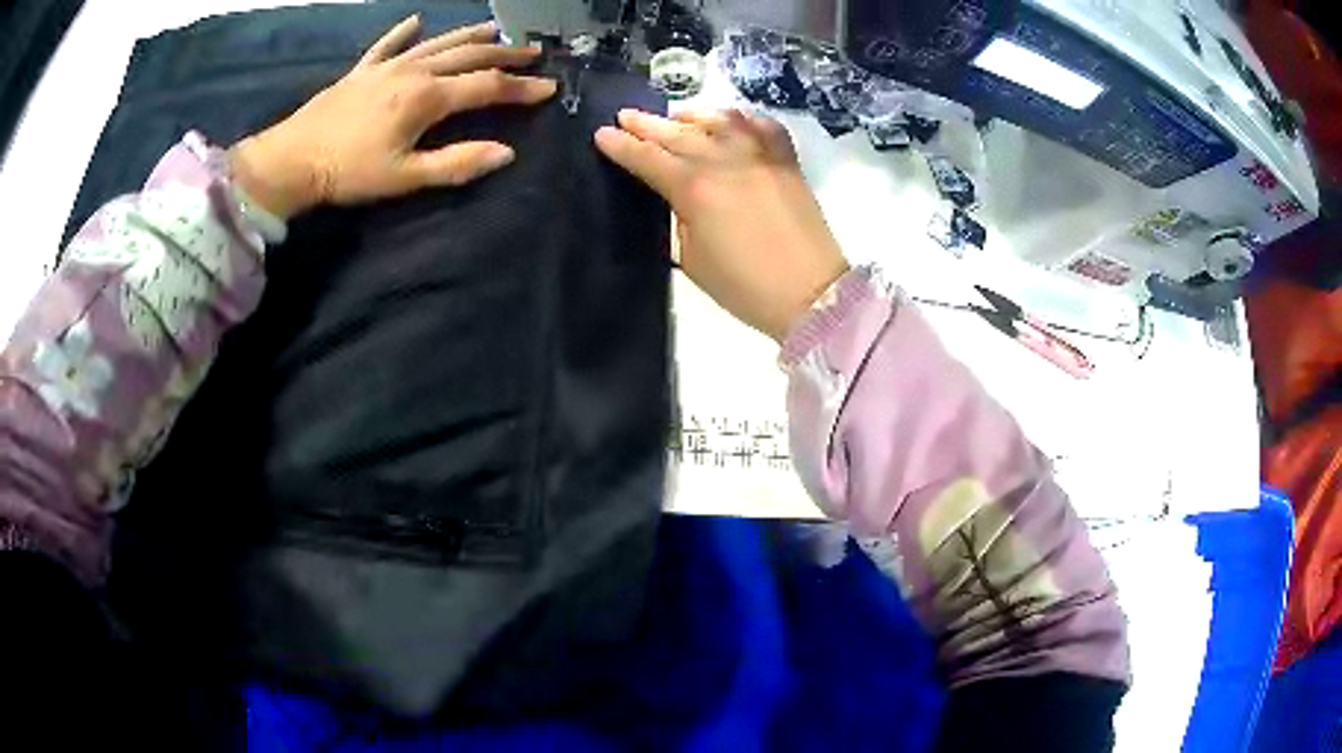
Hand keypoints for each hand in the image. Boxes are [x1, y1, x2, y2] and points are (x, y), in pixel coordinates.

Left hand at [229, 16, 556, 218]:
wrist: (292, 161)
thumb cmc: (349, 173)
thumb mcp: (405, 177)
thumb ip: (456, 163)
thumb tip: (506, 153)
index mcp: (427, 98)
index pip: (487, 88)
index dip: (521, 88)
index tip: (550, 86)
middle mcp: (414, 72)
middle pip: (468, 56)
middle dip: (505, 55)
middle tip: (534, 52)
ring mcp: (387, 67)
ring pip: (437, 43)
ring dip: (469, 36)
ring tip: (495, 31)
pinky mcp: (362, 71)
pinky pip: (387, 45)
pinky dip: (403, 32)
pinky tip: (417, 21)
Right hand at [595, 109, 848, 341]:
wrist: (811, 293)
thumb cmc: (744, 287)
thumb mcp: (693, 259)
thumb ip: (679, 217)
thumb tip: (678, 195)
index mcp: (694, 189)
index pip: (647, 159)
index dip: (621, 146)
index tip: (601, 134)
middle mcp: (724, 160)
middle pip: (677, 133)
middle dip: (646, 123)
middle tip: (625, 115)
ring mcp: (760, 155)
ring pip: (718, 120)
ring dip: (691, 115)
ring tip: (675, 114)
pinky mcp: (787, 160)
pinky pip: (762, 126)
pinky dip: (743, 119)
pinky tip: (732, 121)